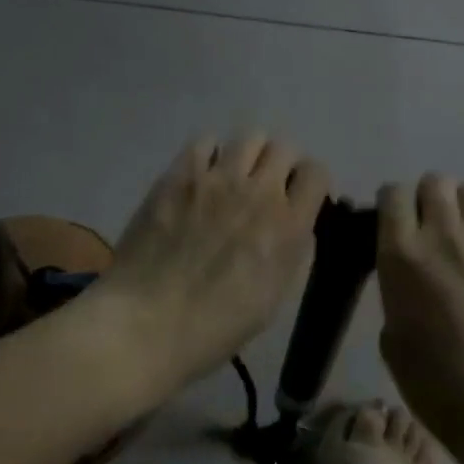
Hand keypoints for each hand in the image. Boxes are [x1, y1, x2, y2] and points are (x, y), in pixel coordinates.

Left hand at [107, 134, 329, 389]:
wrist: (147, 323)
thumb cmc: (214, 327)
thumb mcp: (273, 298)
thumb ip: (290, 251)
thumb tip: (293, 224)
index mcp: (288, 226)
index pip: (316, 173)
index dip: (309, 184)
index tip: (297, 197)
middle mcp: (259, 192)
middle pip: (284, 148)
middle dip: (280, 165)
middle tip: (265, 187)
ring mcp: (217, 179)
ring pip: (249, 137)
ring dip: (247, 155)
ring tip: (233, 177)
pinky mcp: (179, 175)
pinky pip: (204, 141)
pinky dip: (209, 155)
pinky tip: (200, 178)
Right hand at [376, 174, 463, 463]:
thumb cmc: (438, 386)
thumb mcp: (393, 340)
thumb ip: (396, 292)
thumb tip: (408, 277)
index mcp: (402, 255)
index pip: (392, 194)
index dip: (391, 205)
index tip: (393, 224)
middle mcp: (445, 235)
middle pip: (434, 182)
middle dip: (427, 200)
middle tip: (429, 231)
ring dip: (461, 209)